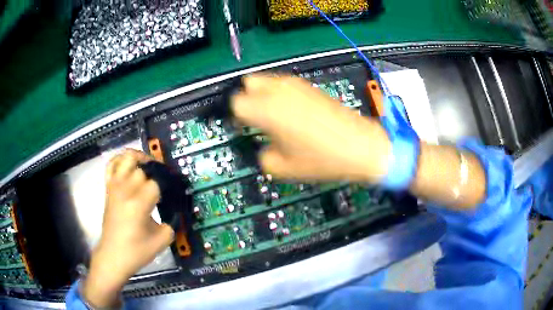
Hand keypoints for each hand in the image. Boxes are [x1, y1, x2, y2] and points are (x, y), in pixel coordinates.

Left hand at [83, 149, 173, 306]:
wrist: (113, 256)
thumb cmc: (136, 251)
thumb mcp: (162, 240)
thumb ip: (172, 223)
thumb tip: (176, 211)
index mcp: (138, 205)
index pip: (156, 184)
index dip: (166, 186)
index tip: (172, 193)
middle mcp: (125, 191)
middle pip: (142, 168)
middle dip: (154, 174)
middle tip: (161, 184)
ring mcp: (114, 187)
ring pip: (126, 158)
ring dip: (139, 158)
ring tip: (147, 167)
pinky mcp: (108, 189)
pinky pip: (111, 165)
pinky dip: (120, 159)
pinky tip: (129, 165)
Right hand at [232, 75, 390, 182]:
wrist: (359, 146)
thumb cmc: (321, 159)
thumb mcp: (282, 167)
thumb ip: (261, 154)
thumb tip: (261, 144)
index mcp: (267, 109)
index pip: (236, 102)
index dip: (235, 116)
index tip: (241, 127)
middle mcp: (279, 91)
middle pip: (248, 82)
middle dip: (246, 98)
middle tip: (254, 118)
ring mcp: (296, 85)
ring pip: (267, 80)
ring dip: (263, 94)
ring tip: (273, 115)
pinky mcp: (310, 86)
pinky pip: (285, 84)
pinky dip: (279, 94)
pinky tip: (291, 112)